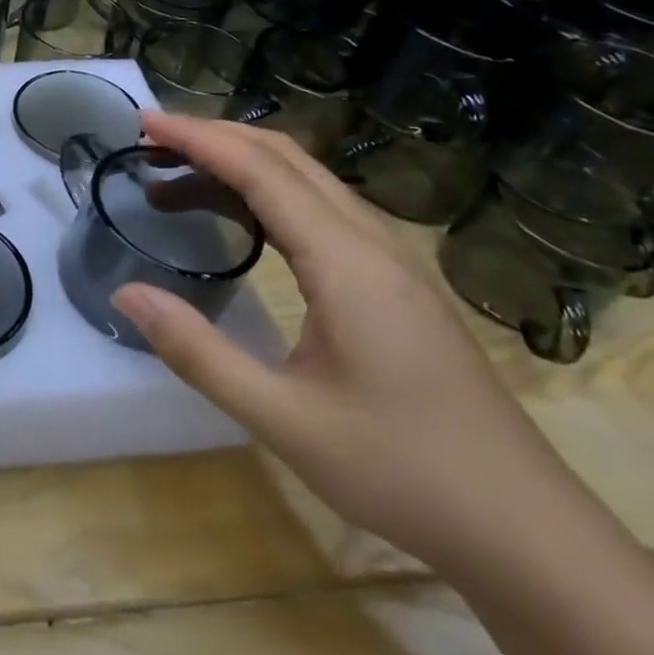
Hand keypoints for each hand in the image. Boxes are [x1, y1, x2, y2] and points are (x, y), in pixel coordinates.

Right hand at [113, 113, 584, 572]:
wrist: (528, 532)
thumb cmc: (403, 472)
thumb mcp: (283, 420)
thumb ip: (198, 352)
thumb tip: (125, 294)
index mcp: (346, 263)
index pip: (260, 170)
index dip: (198, 138)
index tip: (144, 122)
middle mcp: (372, 243)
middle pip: (285, 158)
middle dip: (214, 138)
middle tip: (150, 144)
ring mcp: (392, 260)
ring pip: (307, 179)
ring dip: (240, 163)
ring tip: (176, 179)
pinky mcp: (398, 281)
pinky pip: (322, 207)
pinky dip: (267, 191)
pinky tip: (240, 219)